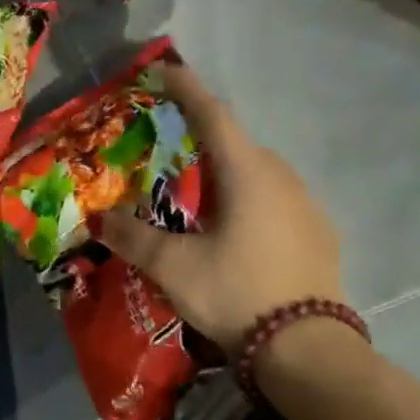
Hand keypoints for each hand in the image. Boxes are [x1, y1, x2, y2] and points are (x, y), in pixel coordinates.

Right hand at [98, 62, 344, 358]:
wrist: (308, 350)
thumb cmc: (236, 292)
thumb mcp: (172, 266)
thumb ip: (132, 237)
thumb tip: (99, 219)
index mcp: (247, 173)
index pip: (212, 115)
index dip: (187, 89)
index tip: (166, 70)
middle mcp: (281, 178)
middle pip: (236, 142)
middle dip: (203, 136)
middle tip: (171, 147)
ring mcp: (306, 205)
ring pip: (259, 171)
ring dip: (227, 171)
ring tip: (199, 193)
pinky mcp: (319, 232)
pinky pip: (277, 198)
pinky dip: (250, 197)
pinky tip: (237, 228)